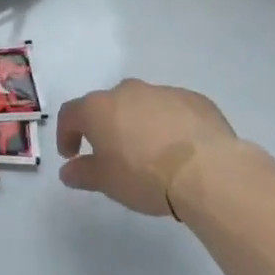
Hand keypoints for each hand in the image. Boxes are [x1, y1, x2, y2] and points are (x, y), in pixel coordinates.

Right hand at [56, 78, 237, 215]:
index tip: (72, 155)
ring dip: (139, 123)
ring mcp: (161, 92)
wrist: (207, 171)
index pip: (71, 114)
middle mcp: (126, 91)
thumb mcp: (107, 182)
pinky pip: (173, 109)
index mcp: (98, 108)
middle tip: (113, 154)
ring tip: (151, 153)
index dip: (66, 133)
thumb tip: (68, 171)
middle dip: (106, 126)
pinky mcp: (193, 99)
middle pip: (107, 105)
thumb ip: (83, 173)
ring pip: (142, 105)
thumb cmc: (145, 176)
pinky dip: (170, 124)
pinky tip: (180, 149)